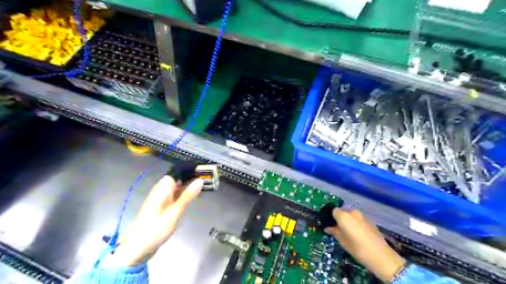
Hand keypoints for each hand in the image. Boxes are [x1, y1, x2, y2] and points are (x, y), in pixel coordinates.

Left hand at [109, 176, 202, 265]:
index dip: (190, 169)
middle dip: (192, 177)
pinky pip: (176, 194)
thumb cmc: (154, 230)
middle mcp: (161, 190)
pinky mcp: (162, 206)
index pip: (177, 171)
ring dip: (190, 185)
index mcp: (162, 188)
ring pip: (178, 186)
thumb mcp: (174, 213)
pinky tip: (194, 196)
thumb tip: (200, 180)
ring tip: (205, 186)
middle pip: (178, 177)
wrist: (136, 249)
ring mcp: (161, 198)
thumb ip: (187, 196)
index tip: (205, 169)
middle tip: (209, 178)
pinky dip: (185, 193)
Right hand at [326, 207, 405, 281]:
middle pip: (343, 212)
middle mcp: (352, 212)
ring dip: (349, 221)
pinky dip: (357, 223)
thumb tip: (328, 228)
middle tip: (339, 229)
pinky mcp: (370, 221)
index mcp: (343, 216)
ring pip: (352, 215)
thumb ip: (334, 232)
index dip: (332, 217)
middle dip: (340, 219)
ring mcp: (362, 216)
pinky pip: (359, 219)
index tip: (331, 225)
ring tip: (350, 232)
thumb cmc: (357, 248)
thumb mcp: (343, 241)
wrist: (381, 255)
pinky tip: (359, 234)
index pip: (334, 211)